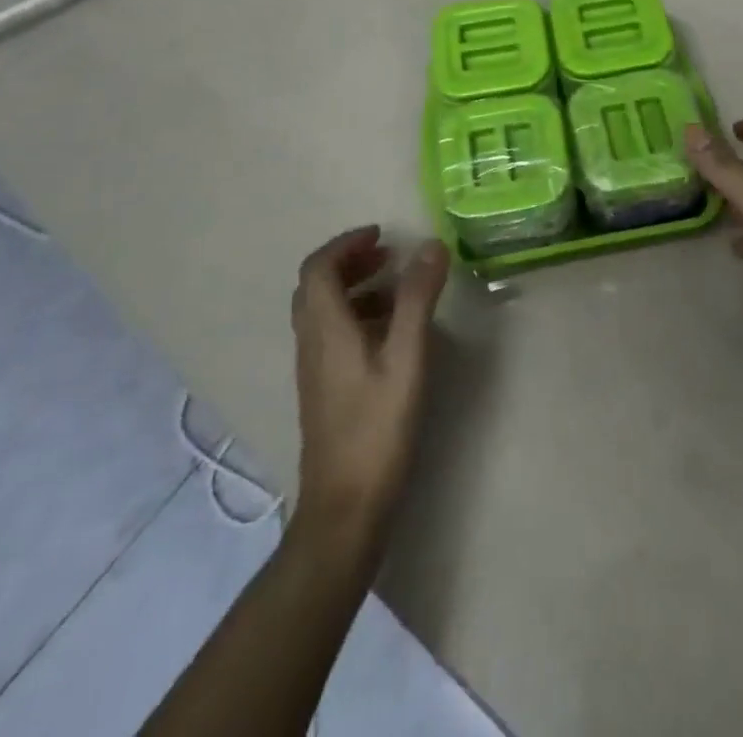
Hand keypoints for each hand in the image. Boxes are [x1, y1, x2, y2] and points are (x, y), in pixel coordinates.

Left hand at [291, 227, 447, 534]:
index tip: (382, 234)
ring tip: (398, 289)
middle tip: (389, 254)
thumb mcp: (406, 357)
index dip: (346, 243)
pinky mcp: (323, 389)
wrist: (344, 507)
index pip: (318, 267)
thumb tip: (431, 245)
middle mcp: (311, 342)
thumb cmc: (377, 427)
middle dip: (351, 261)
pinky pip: (332, 333)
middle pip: (316, 286)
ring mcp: (314, 368)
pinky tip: (390, 333)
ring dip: (355, 287)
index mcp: (326, 328)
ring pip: (324, 311)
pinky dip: (357, 315)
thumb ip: (418, 299)